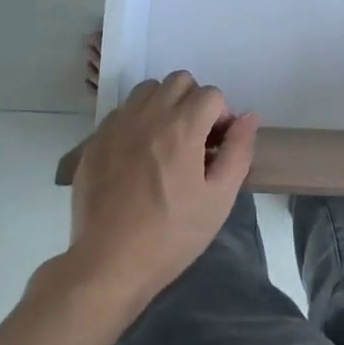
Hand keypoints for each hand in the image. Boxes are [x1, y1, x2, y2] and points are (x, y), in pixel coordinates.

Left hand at [65, 71, 257, 309]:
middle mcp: (149, 115)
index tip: (217, 147)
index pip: (212, 94)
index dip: (221, 116)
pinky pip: (122, 112)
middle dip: (194, 101)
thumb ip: (239, 151)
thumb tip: (248, 117)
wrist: (108, 264)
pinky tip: (137, 155)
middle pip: (179, 80)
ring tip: (165, 140)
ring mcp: (118, 126)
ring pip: (148, 89)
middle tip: (194, 138)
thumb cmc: (171, 234)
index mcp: (182, 127)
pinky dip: (136, 121)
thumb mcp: (219, 199)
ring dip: (163, 104)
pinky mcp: (95, 141)